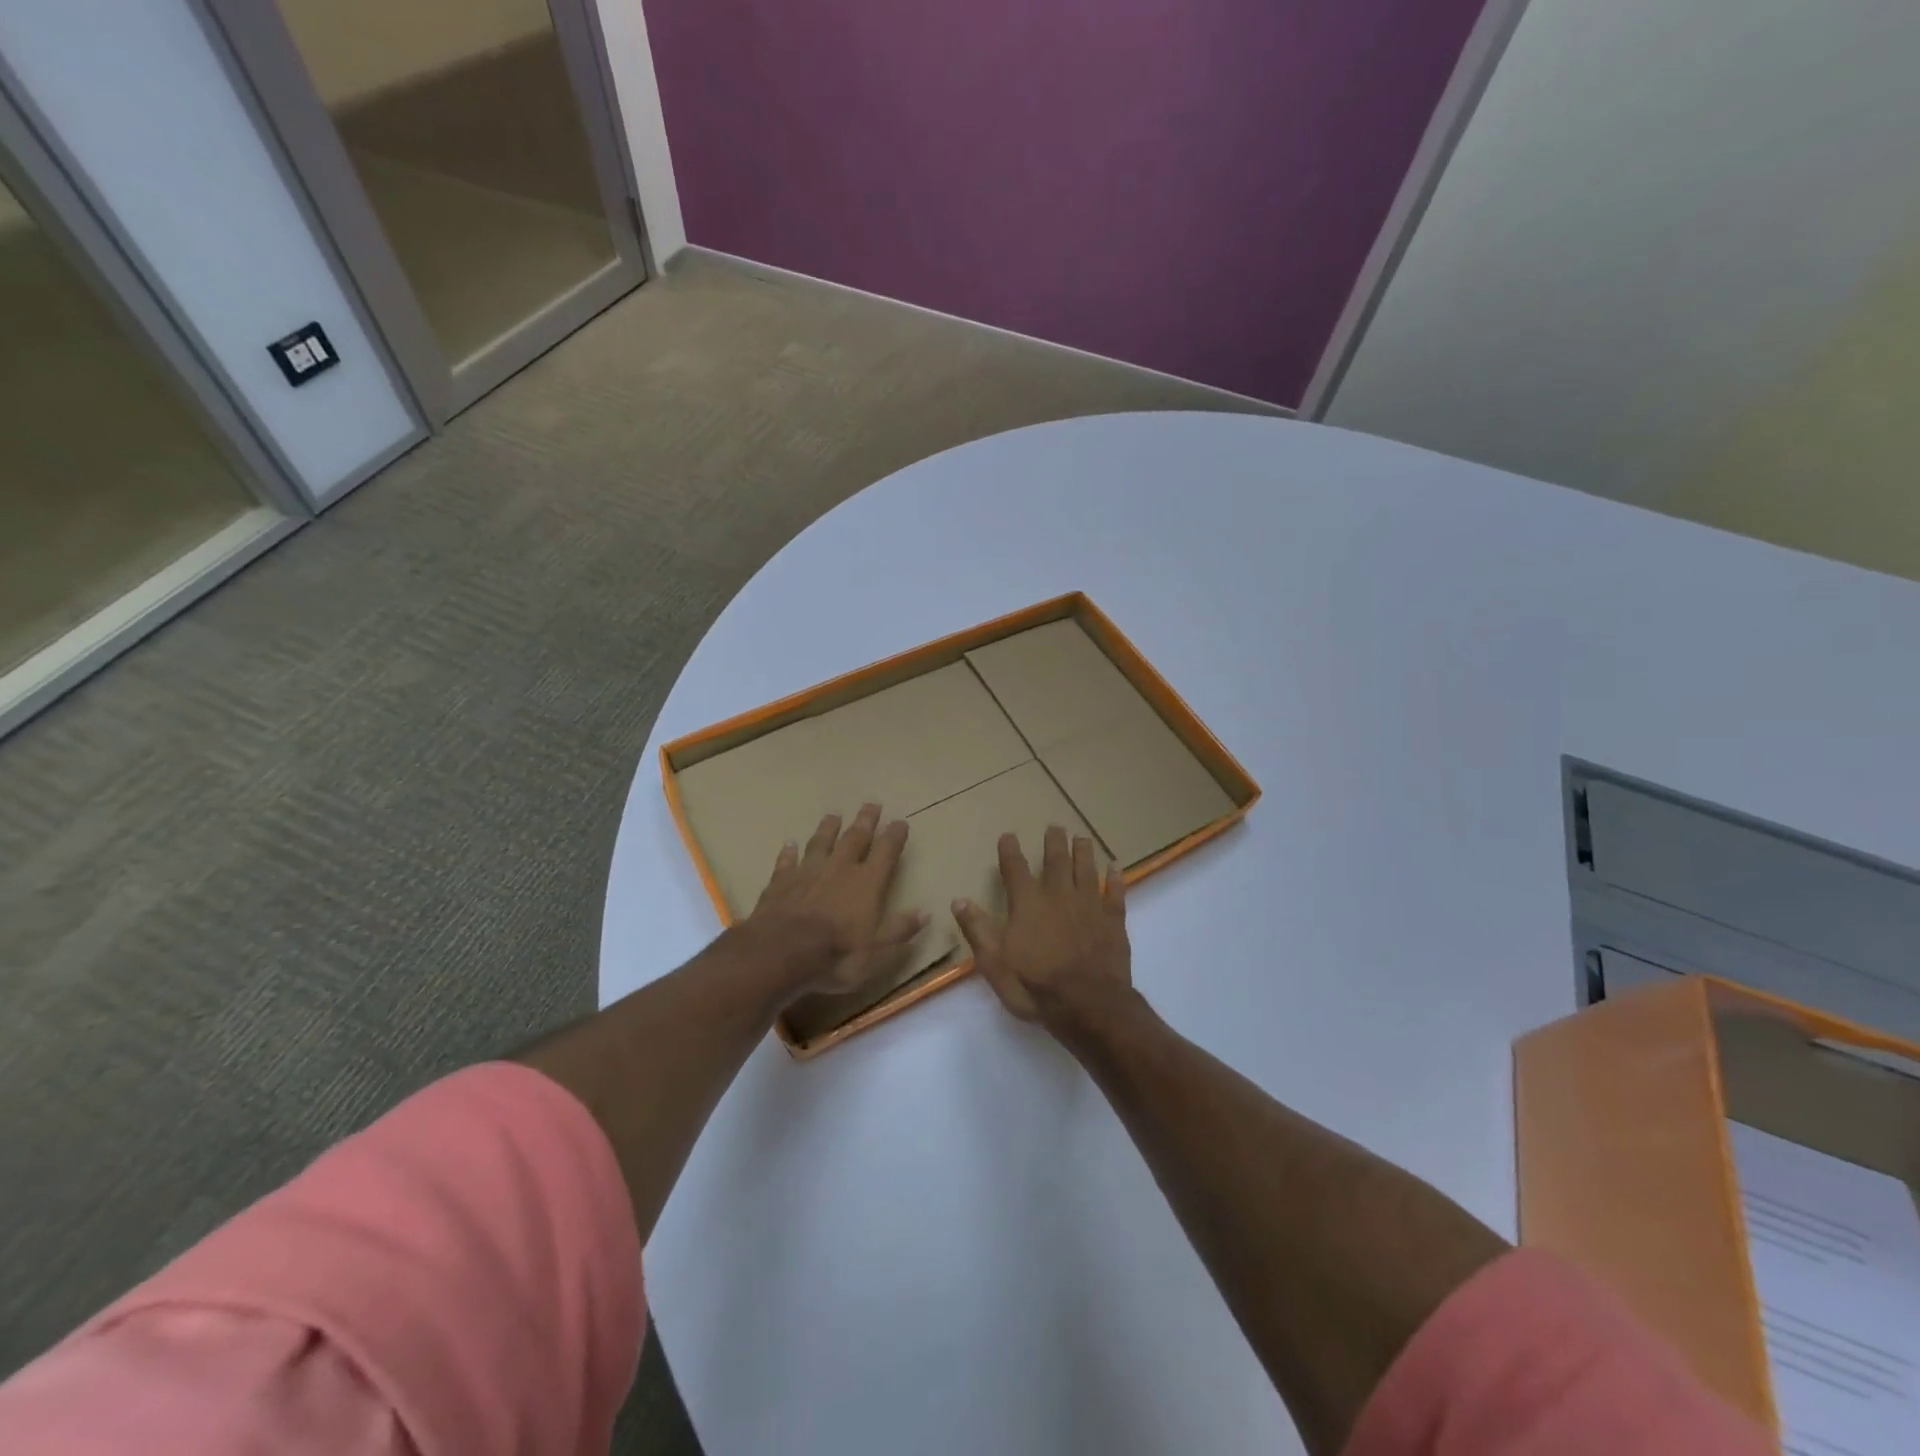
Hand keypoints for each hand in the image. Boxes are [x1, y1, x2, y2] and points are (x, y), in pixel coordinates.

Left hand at [749, 803, 926, 996]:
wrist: (780, 953)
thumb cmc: (836, 955)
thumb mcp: (877, 952)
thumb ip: (900, 930)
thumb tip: (925, 913)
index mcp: (867, 883)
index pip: (886, 852)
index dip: (894, 836)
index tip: (900, 821)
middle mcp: (839, 869)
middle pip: (855, 838)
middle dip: (865, 821)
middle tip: (872, 804)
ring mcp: (807, 873)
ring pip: (820, 843)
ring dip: (828, 829)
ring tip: (833, 815)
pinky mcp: (780, 883)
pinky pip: (787, 862)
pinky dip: (789, 852)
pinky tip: (790, 844)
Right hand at [953, 826, 1129, 1021]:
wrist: (1088, 1005)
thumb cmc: (1035, 986)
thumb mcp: (994, 963)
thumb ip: (978, 929)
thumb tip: (958, 900)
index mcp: (1028, 904)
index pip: (1015, 869)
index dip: (1010, 851)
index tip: (1008, 836)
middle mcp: (1058, 896)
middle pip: (1056, 862)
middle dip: (1054, 843)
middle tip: (1055, 827)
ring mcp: (1089, 906)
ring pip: (1086, 870)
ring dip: (1083, 853)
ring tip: (1082, 838)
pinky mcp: (1113, 921)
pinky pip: (1115, 894)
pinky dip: (1115, 879)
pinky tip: (1115, 868)